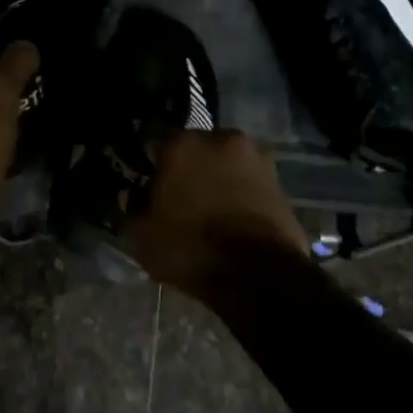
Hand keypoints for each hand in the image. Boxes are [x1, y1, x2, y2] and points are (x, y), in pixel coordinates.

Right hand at [127, 130, 307, 298]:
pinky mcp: (280, 183)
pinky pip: (248, 184)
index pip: (157, 142)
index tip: (147, 184)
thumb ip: (132, 208)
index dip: (150, 164)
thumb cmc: (190, 247)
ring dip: (216, 180)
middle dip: (188, 169)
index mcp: (183, 143)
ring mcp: (256, 159)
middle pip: (196, 150)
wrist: (258, 274)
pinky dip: (239, 195)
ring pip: (225, 165)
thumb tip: (133, 195)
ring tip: (208, 211)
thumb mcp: (142, 235)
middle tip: (179, 197)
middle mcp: (221, 139)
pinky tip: (231, 220)